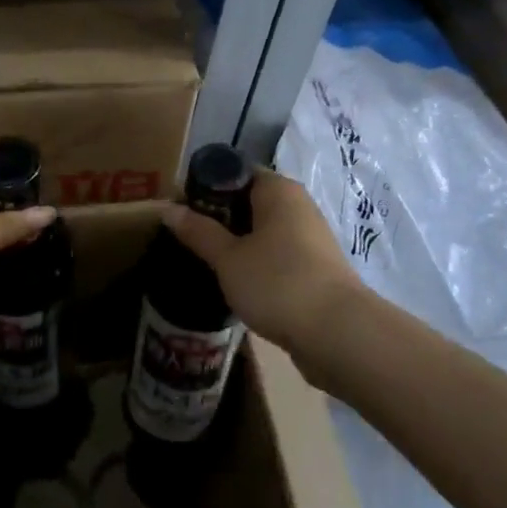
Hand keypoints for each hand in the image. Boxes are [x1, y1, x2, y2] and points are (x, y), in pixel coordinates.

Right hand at [162, 169, 363, 363]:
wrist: (338, 335)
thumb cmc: (278, 283)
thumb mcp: (228, 258)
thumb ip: (198, 232)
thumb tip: (168, 208)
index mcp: (278, 190)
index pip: (235, 172)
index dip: (205, 186)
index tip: (180, 207)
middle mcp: (298, 205)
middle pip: (248, 201)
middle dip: (218, 217)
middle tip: (186, 236)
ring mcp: (310, 238)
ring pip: (262, 230)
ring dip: (236, 242)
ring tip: (205, 260)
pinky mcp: (315, 268)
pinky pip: (276, 254)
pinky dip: (255, 262)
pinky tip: (235, 282)